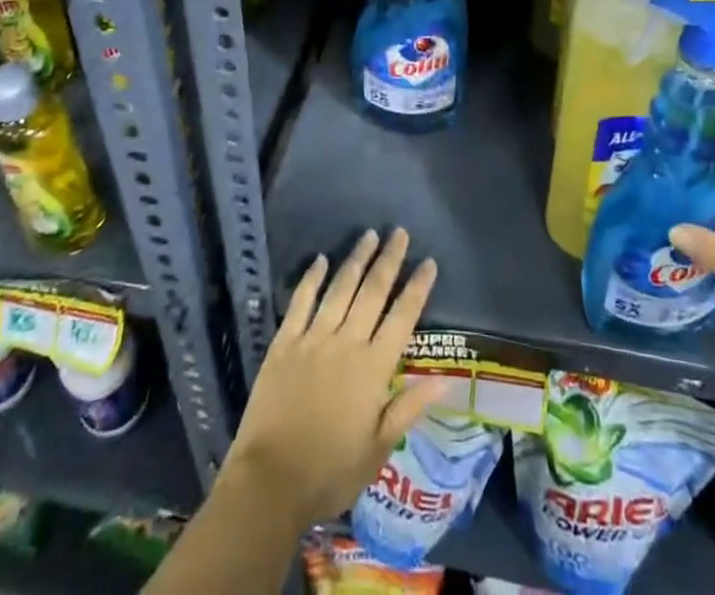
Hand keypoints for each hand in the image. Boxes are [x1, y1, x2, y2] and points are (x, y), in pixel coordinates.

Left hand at [224, 227, 446, 527]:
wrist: (270, 482)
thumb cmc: (330, 471)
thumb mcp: (378, 449)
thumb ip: (408, 408)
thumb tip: (445, 380)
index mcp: (373, 368)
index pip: (402, 318)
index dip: (417, 288)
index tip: (428, 262)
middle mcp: (346, 343)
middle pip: (373, 292)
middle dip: (389, 260)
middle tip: (399, 232)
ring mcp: (313, 339)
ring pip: (340, 288)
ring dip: (356, 259)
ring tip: (369, 235)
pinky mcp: (284, 342)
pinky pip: (301, 302)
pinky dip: (312, 278)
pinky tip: (321, 259)